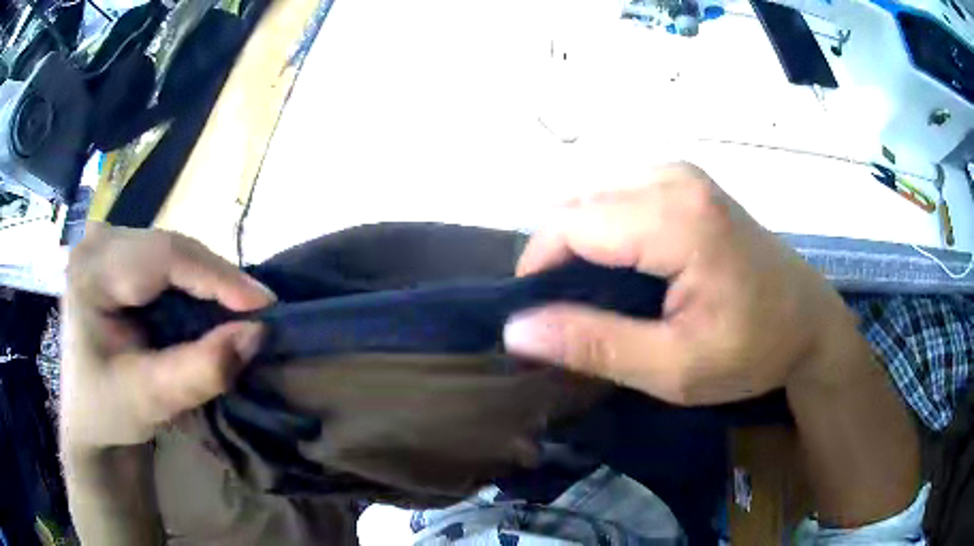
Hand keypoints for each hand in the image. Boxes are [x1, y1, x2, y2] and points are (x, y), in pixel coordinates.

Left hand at [61, 224, 274, 449]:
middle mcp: (99, 242)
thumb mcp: (150, 400)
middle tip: (256, 314)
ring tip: (236, 314)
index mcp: (91, 271)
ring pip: (174, 252)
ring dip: (208, 284)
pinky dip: (193, 286)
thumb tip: (256, 333)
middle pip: (171, 249)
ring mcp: (107, 243)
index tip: (265, 306)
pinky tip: (206, 309)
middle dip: (216, 282)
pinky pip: (167, 261)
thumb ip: (200, 371)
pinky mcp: (117, 254)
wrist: (88, 415)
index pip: (163, 256)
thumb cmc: (108, 411)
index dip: (217, 277)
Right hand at [503, 163, 854, 404]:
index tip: (536, 321)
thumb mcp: (674, 368)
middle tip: (569, 318)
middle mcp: (672, 178)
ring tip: (598, 299)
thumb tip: (516, 330)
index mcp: (675, 218)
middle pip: (576, 206)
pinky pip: (617, 197)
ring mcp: (680, 174)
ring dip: (579, 247)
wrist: (810, 323)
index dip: (538, 271)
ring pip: (592, 199)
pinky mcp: (685, 182)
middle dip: (556, 260)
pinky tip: (625, 271)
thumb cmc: (754, 350)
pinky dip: (604, 233)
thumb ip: (594, 345)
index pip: (569, 225)